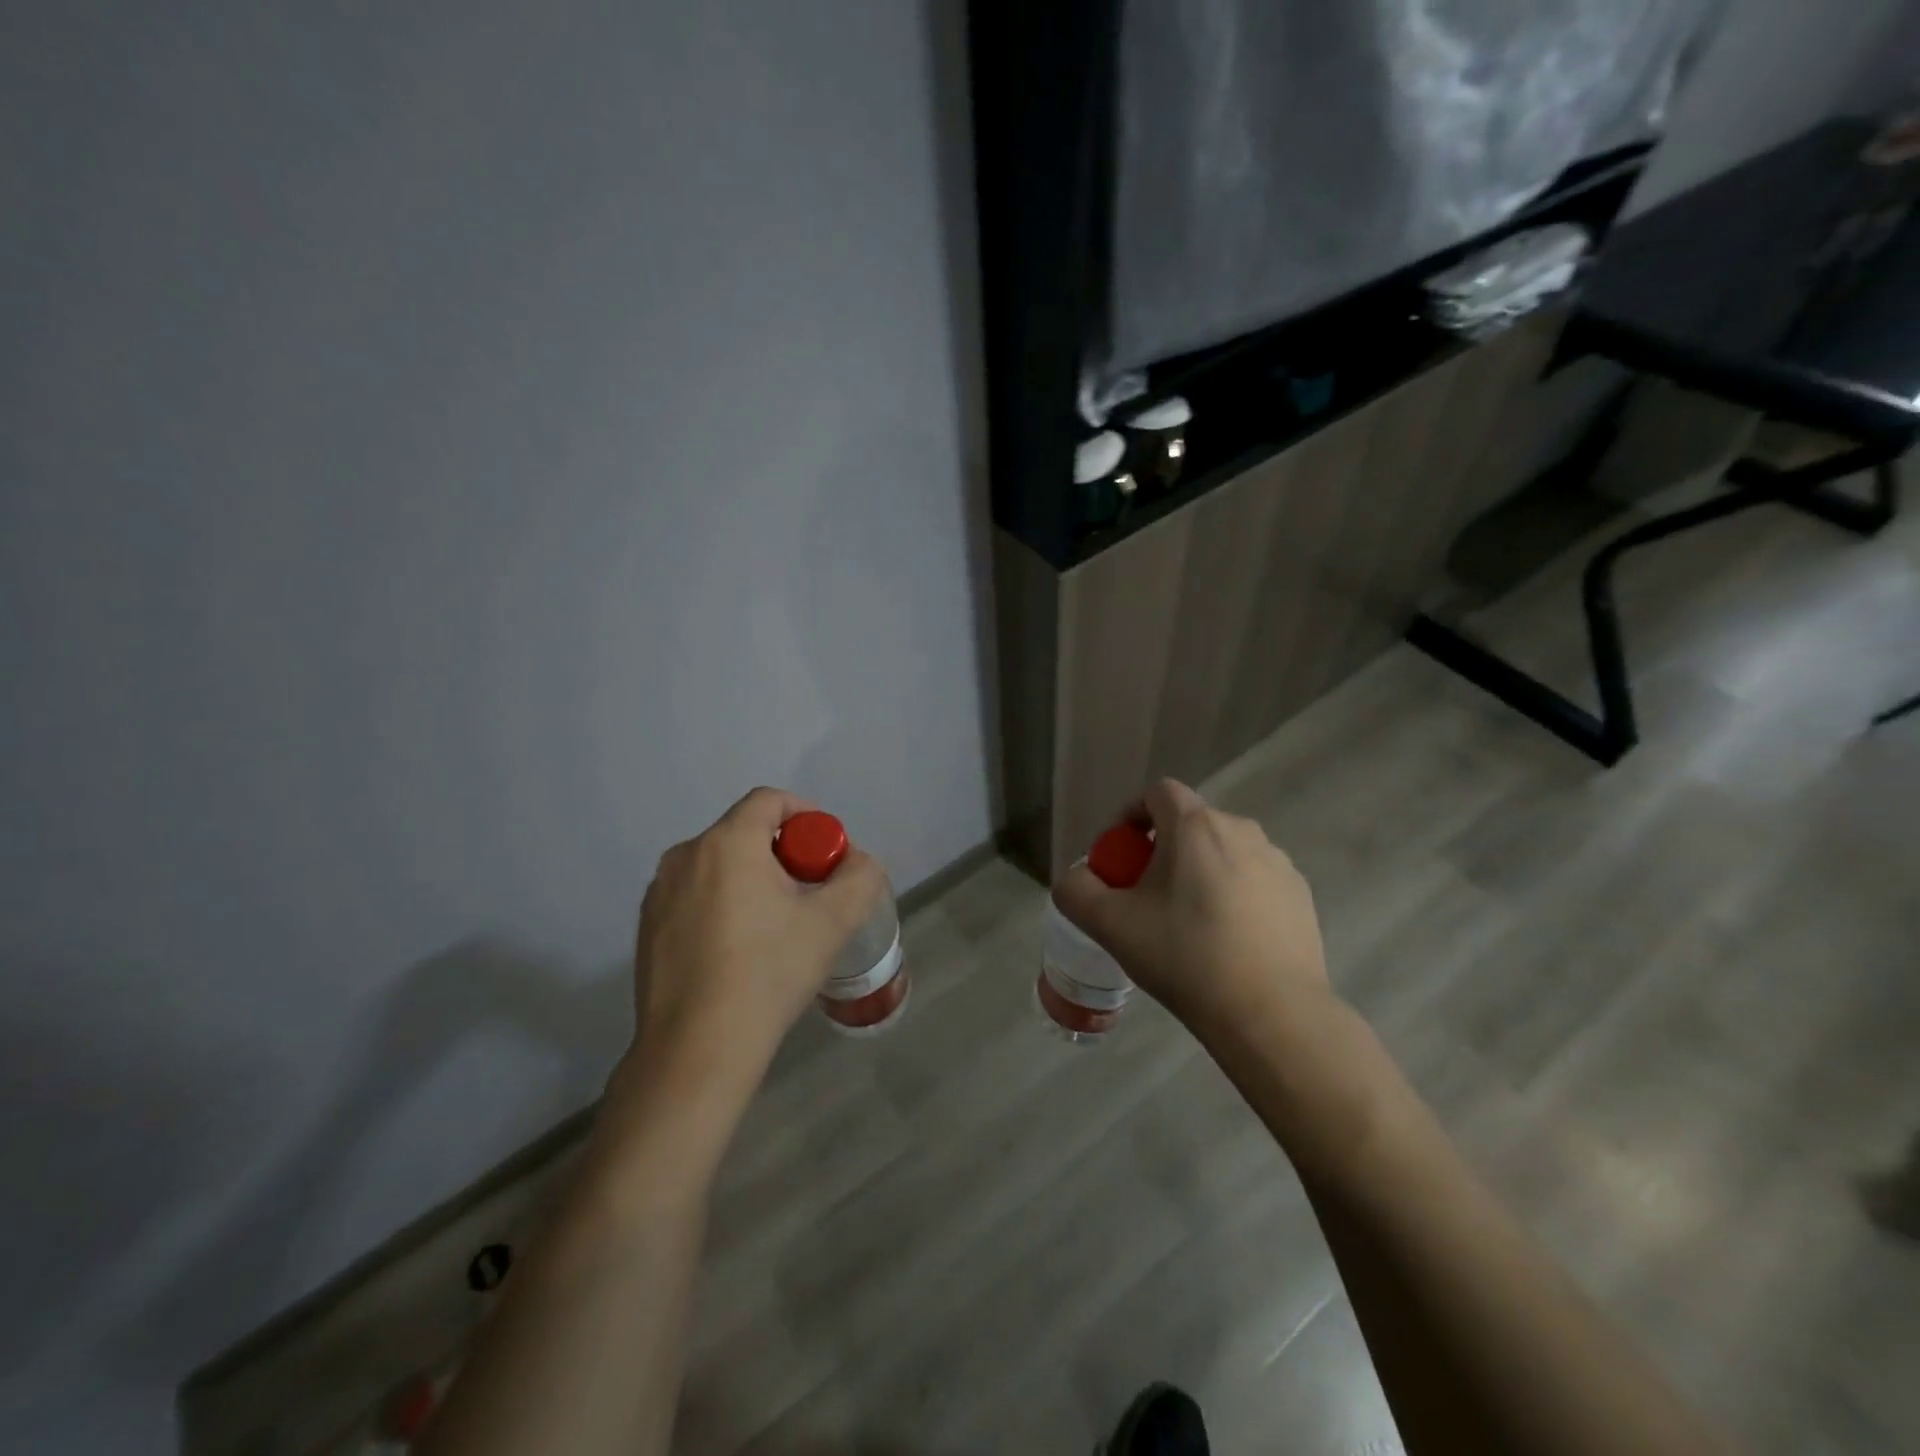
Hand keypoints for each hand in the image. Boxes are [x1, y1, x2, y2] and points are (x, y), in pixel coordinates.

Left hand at [628, 787, 887, 1088]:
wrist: (697, 1051)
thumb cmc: (768, 974)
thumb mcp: (832, 923)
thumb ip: (860, 877)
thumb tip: (856, 862)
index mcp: (726, 843)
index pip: (770, 800)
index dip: (807, 816)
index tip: (826, 856)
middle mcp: (685, 856)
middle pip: (745, 833)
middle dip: (784, 855)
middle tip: (809, 897)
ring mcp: (658, 893)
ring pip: (719, 866)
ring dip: (752, 880)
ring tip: (775, 929)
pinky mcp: (646, 927)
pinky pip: (694, 895)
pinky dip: (722, 905)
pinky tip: (738, 953)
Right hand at [1053, 779, 1332, 1040]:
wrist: (1271, 1014)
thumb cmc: (1184, 957)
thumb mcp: (1109, 924)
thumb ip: (1076, 890)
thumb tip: (1077, 878)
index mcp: (1195, 826)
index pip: (1157, 792)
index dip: (1130, 815)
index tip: (1119, 855)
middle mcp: (1241, 830)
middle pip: (1190, 824)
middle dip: (1162, 850)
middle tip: (1146, 897)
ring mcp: (1278, 862)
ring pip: (1223, 852)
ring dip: (1199, 872)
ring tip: (1188, 924)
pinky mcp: (1301, 895)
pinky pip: (1254, 880)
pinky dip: (1234, 895)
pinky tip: (1227, 941)